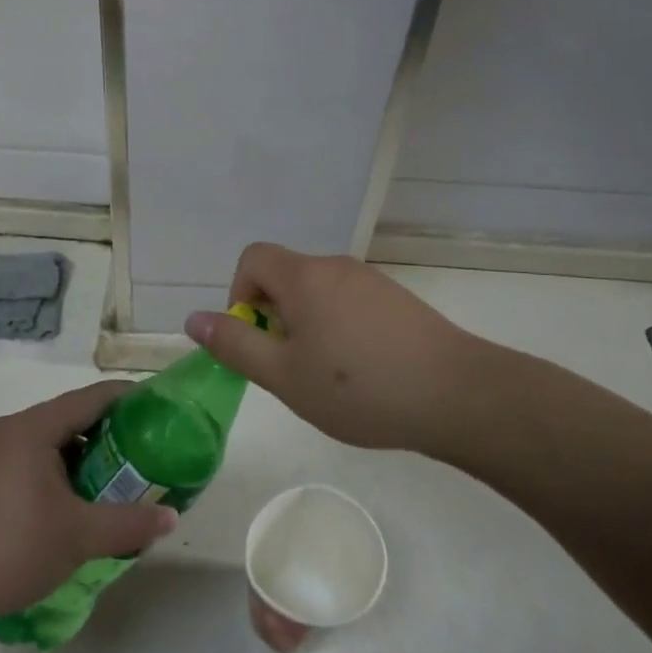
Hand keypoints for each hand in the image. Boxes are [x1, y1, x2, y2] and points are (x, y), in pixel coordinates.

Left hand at [0, 382, 178, 619]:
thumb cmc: (12, 545)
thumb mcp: (78, 537)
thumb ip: (128, 524)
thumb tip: (169, 517)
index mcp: (33, 428)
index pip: (91, 398)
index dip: (127, 398)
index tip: (157, 407)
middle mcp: (7, 430)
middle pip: (68, 418)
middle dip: (106, 434)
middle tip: (140, 454)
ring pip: (44, 443)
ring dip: (77, 458)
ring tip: (108, 483)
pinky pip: (23, 462)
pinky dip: (51, 472)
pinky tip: (64, 505)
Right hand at [184, 243, 530, 459]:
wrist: (458, 394)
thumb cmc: (359, 387)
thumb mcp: (284, 375)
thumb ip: (235, 344)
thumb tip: (194, 318)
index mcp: (303, 277)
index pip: (253, 258)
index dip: (240, 294)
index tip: (256, 339)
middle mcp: (336, 267)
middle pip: (285, 277)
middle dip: (274, 317)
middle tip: (290, 368)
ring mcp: (371, 282)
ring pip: (318, 293)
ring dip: (307, 326)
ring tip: (326, 376)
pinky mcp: (398, 301)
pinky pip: (349, 304)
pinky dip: (339, 329)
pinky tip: (361, 373)